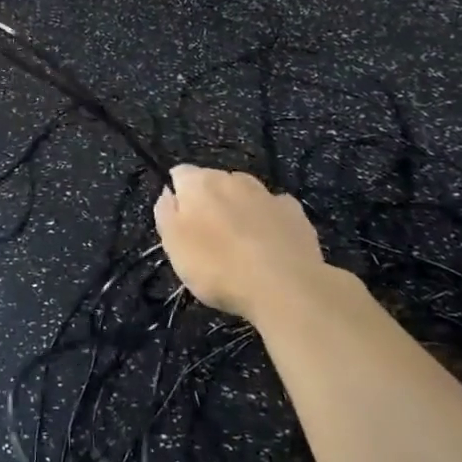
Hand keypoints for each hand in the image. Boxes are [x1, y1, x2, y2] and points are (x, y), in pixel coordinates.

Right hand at [153, 166, 331, 324]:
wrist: (285, 287)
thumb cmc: (218, 266)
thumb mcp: (173, 245)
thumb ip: (165, 213)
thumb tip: (169, 192)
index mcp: (200, 183)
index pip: (180, 174)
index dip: (177, 194)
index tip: (178, 221)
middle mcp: (234, 179)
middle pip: (215, 182)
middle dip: (210, 201)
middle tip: (208, 235)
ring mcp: (268, 194)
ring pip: (246, 194)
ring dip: (240, 208)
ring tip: (241, 240)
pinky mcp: (296, 214)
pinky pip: (275, 210)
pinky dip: (269, 220)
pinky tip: (271, 243)